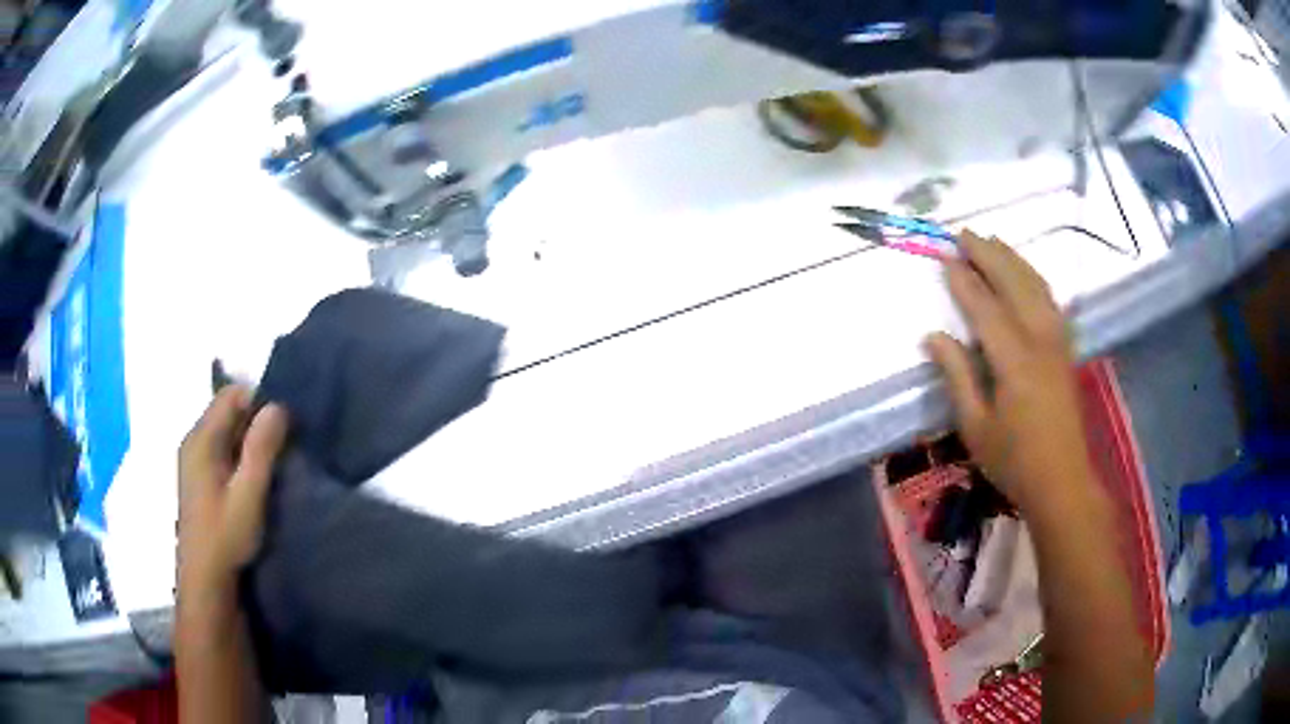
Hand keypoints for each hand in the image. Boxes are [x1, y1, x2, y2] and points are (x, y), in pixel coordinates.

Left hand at [178, 386, 288, 589]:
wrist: (205, 579)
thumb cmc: (226, 536)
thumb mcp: (249, 494)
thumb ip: (261, 449)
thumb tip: (277, 406)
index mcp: (201, 439)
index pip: (231, 395)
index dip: (259, 403)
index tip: (282, 431)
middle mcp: (193, 440)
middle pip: (227, 411)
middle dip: (255, 423)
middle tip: (280, 453)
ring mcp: (193, 459)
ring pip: (226, 431)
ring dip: (249, 442)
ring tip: (269, 470)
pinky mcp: (198, 477)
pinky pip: (221, 449)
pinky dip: (239, 457)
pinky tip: (251, 483)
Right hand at [924, 231, 1092, 513]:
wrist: (1062, 480)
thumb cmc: (1013, 461)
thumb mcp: (975, 426)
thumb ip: (957, 376)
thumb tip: (933, 336)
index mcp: (1015, 362)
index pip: (986, 308)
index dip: (964, 282)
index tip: (945, 258)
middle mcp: (1040, 341)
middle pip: (1014, 284)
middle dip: (989, 255)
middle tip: (964, 234)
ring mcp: (1057, 342)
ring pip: (1036, 286)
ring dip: (1013, 259)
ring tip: (991, 241)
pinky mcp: (1065, 349)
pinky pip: (1050, 300)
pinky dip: (1034, 278)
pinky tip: (1024, 273)